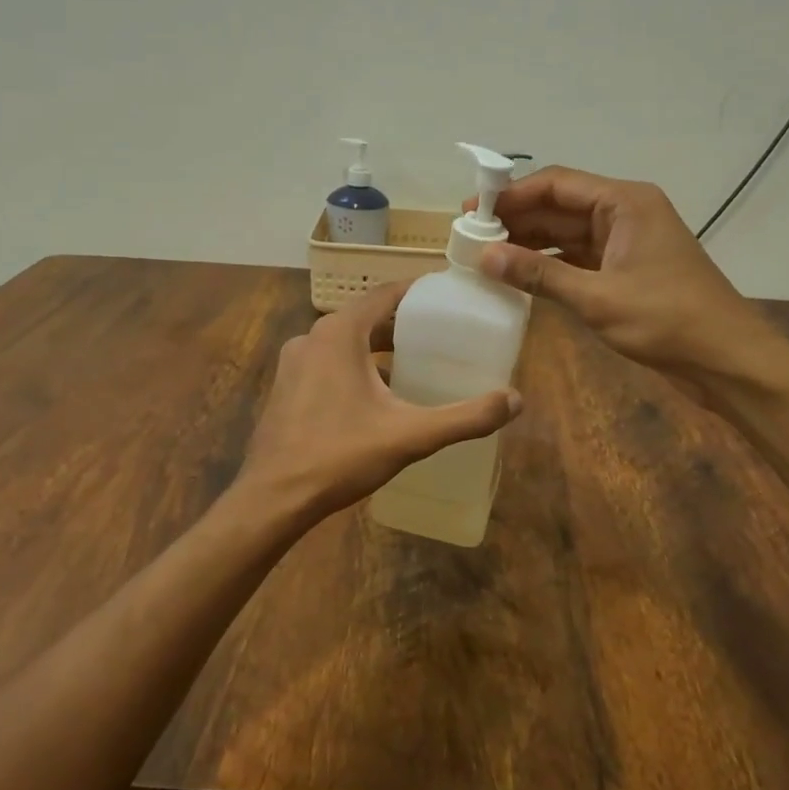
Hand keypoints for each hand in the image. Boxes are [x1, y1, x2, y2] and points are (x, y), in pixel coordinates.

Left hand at [237, 282, 522, 527]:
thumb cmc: (340, 455)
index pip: (385, 294)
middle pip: (365, 318)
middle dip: (401, 324)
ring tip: (414, 363)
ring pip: (344, 342)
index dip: (418, 291)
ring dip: (377, 348)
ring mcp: (293, 363)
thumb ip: (465, 417)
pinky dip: (354, 367)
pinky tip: (376, 396)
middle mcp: (312, 337)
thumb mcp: (410, 435)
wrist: (273, 498)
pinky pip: (327, 363)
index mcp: (339, 333)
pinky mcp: (285, 388)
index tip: (448, 296)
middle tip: (441, 334)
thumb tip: (515, 400)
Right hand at [470, 167, 773, 381]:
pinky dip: (550, 265)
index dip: (511, 195)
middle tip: (471, 237)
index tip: (472, 210)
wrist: (727, 360)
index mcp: (624, 202)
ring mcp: (626, 241)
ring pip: (567, 233)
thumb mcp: (597, 297)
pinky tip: (519, 276)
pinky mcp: (627, 269)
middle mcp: (624, 212)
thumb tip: (485, 256)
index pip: (557, 183)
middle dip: (517, 219)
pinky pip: (579, 258)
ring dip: (530, 243)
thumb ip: (539, 275)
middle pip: (560, 206)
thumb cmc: (667, 320)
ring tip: (486, 256)